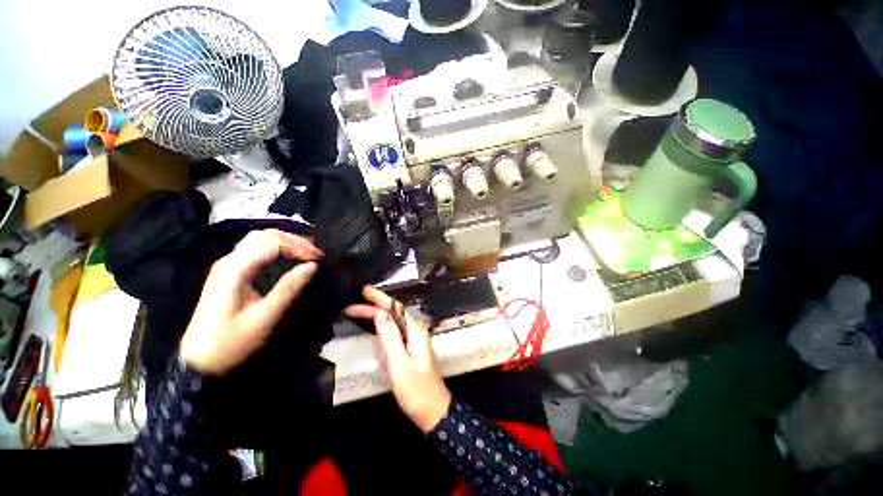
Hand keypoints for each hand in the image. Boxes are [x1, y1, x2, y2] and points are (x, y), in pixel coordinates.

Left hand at [180, 229, 321, 374]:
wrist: (199, 359)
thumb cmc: (232, 341)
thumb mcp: (264, 317)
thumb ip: (289, 288)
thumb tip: (312, 266)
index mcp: (235, 269)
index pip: (272, 242)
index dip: (299, 246)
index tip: (318, 259)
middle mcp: (230, 260)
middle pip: (265, 235)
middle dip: (294, 240)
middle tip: (315, 253)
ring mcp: (228, 265)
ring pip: (259, 239)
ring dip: (286, 242)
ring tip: (306, 253)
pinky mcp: (230, 272)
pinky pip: (256, 249)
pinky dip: (277, 249)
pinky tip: (289, 258)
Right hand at [346, 287, 451, 431]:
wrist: (433, 411)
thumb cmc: (416, 390)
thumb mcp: (400, 363)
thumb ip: (390, 336)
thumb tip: (380, 313)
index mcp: (415, 330)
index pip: (395, 308)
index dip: (379, 298)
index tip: (363, 290)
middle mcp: (415, 331)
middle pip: (392, 313)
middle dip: (373, 307)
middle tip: (351, 305)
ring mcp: (412, 340)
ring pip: (392, 322)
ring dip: (376, 315)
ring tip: (358, 310)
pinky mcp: (408, 349)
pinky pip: (392, 332)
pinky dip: (380, 327)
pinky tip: (372, 326)